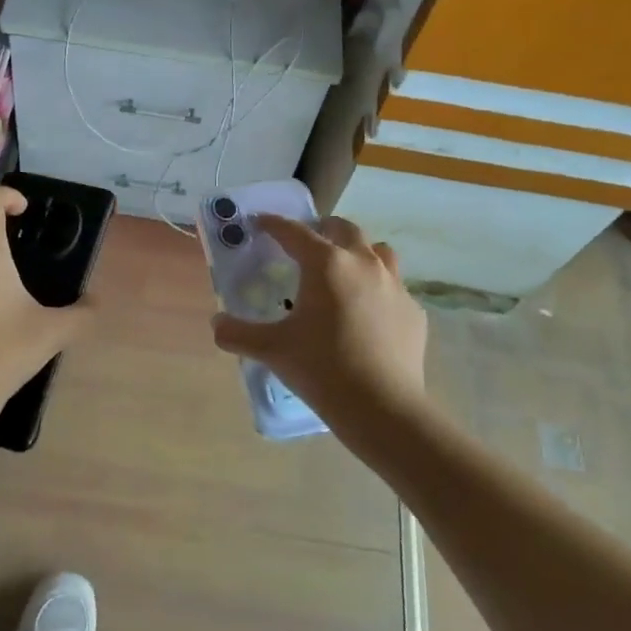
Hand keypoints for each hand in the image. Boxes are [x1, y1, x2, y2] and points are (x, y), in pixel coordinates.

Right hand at [211, 215, 428, 444]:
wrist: (382, 407)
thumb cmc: (322, 368)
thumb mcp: (272, 350)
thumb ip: (238, 333)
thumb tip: (217, 324)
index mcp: (326, 264)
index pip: (294, 232)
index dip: (273, 224)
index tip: (260, 222)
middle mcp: (363, 263)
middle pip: (344, 229)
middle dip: (323, 229)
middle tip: (306, 244)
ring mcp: (395, 285)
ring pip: (378, 251)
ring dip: (358, 251)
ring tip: (344, 269)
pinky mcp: (413, 311)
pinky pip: (394, 287)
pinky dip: (378, 288)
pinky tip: (368, 312)